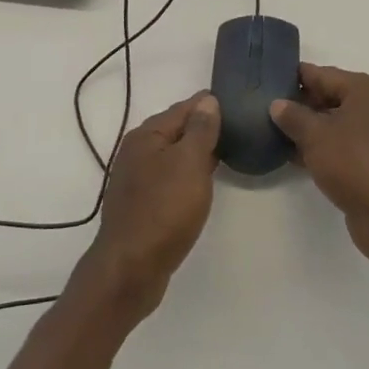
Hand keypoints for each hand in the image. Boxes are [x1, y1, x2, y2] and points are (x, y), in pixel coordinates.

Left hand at [82, 92, 220, 319]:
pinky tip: (201, 184)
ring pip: (173, 155)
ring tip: (225, 152)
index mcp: (147, 135)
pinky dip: (187, 174)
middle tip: (236, 127)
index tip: (236, 102)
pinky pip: (169, 178)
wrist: (131, 269)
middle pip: (176, 130)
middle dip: (203, 127)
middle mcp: (137, 151)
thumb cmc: (164, 209)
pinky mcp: (141, 204)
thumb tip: (207, 100)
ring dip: (196, 152)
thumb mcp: (190, 163)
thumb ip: (201, 130)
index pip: (184, 108)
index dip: (209, 104)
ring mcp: (136, 179)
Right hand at [270, 65, 368, 267]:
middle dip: (300, 104)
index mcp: (365, 89)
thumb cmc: (353, 162)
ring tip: (275, 132)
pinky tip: (294, 157)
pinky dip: (322, 148)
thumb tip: (277, 104)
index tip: (268, 81)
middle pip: (330, 97)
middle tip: (266, 109)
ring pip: (335, 123)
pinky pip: (342, 146)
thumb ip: (293, 116)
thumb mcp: (315, 135)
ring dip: (309, 129)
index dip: (294, 77)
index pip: (323, 74)